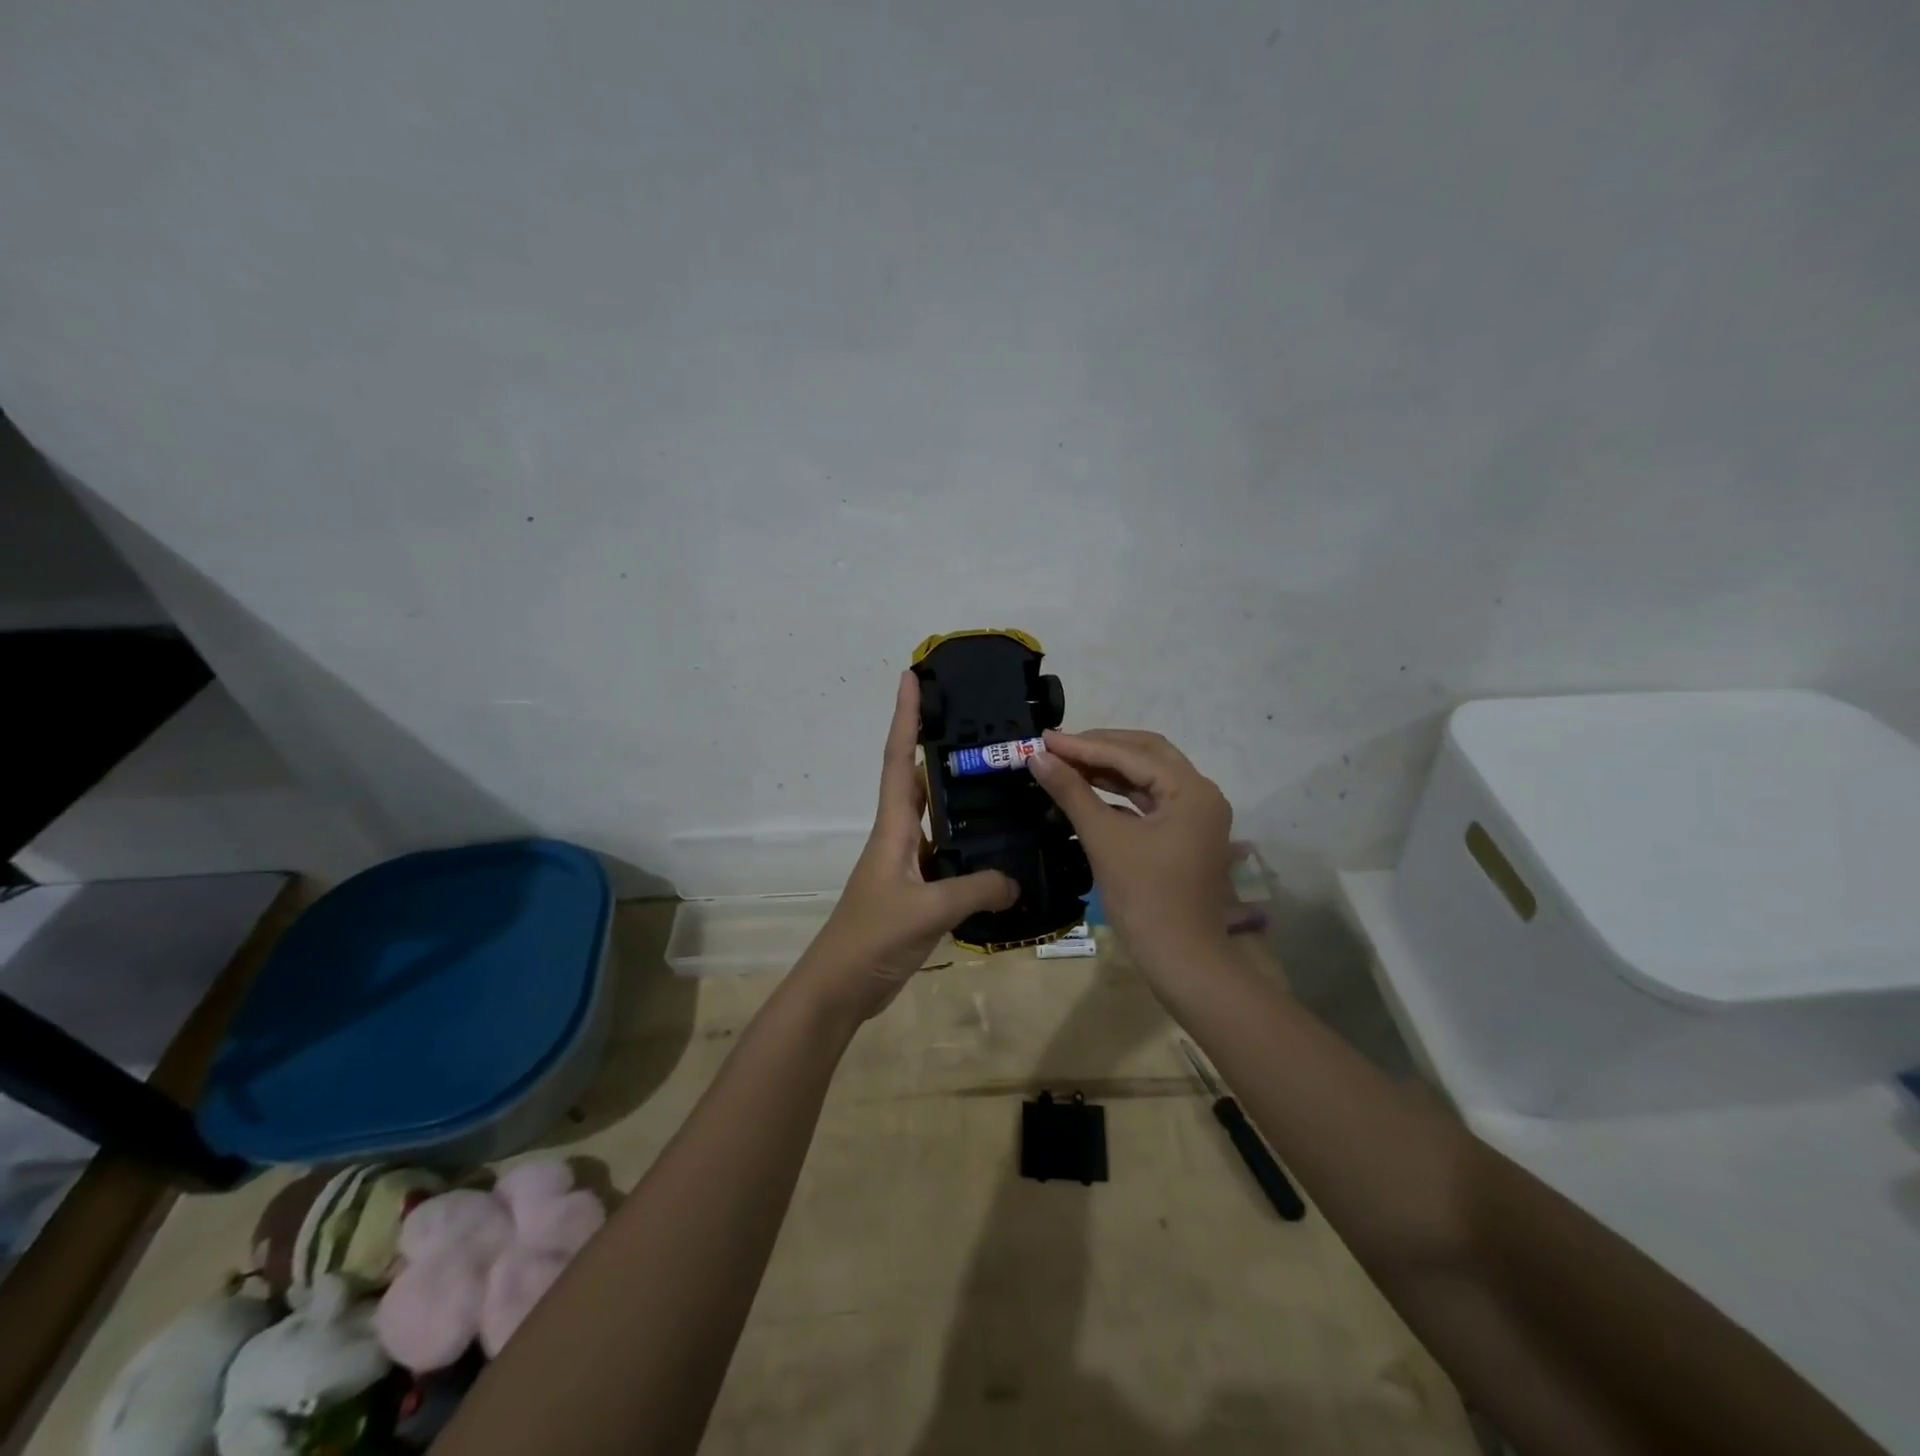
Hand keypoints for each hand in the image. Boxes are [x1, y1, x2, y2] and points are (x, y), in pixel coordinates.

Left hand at [795, 672, 1017, 1019]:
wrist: (840, 988)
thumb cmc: (872, 938)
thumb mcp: (927, 909)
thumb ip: (976, 889)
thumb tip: (1016, 880)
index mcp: (892, 828)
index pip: (897, 758)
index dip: (905, 717)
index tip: (911, 677)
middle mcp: (899, 836)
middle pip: (916, 779)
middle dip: (935, 745)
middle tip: (975, 723)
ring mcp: (907, 864)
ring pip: (936, 817)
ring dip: (957, 795)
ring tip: (998, 778)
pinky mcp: (917, 891)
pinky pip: (947, 855)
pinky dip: (969, 846)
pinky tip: (998, 848)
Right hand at [1029, 729, 1233, 971]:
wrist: (1181, 960)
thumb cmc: (1145, 898)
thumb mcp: (1104, 839)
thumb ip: (1071, 792)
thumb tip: (1038, 757)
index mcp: (1191, 790)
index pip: (1132, 754)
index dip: (1084, 745)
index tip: (1044, 738)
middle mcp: (1200, 794)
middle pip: (1146, 754)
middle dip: (1099, 748)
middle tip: (1056, 746)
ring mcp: (1194, 815)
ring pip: (1147, 777)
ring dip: (1107, 769)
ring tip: (1064, 763)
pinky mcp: (1183, 834)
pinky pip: (1148, 800)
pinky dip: (1117, 793)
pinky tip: (1086, 790)